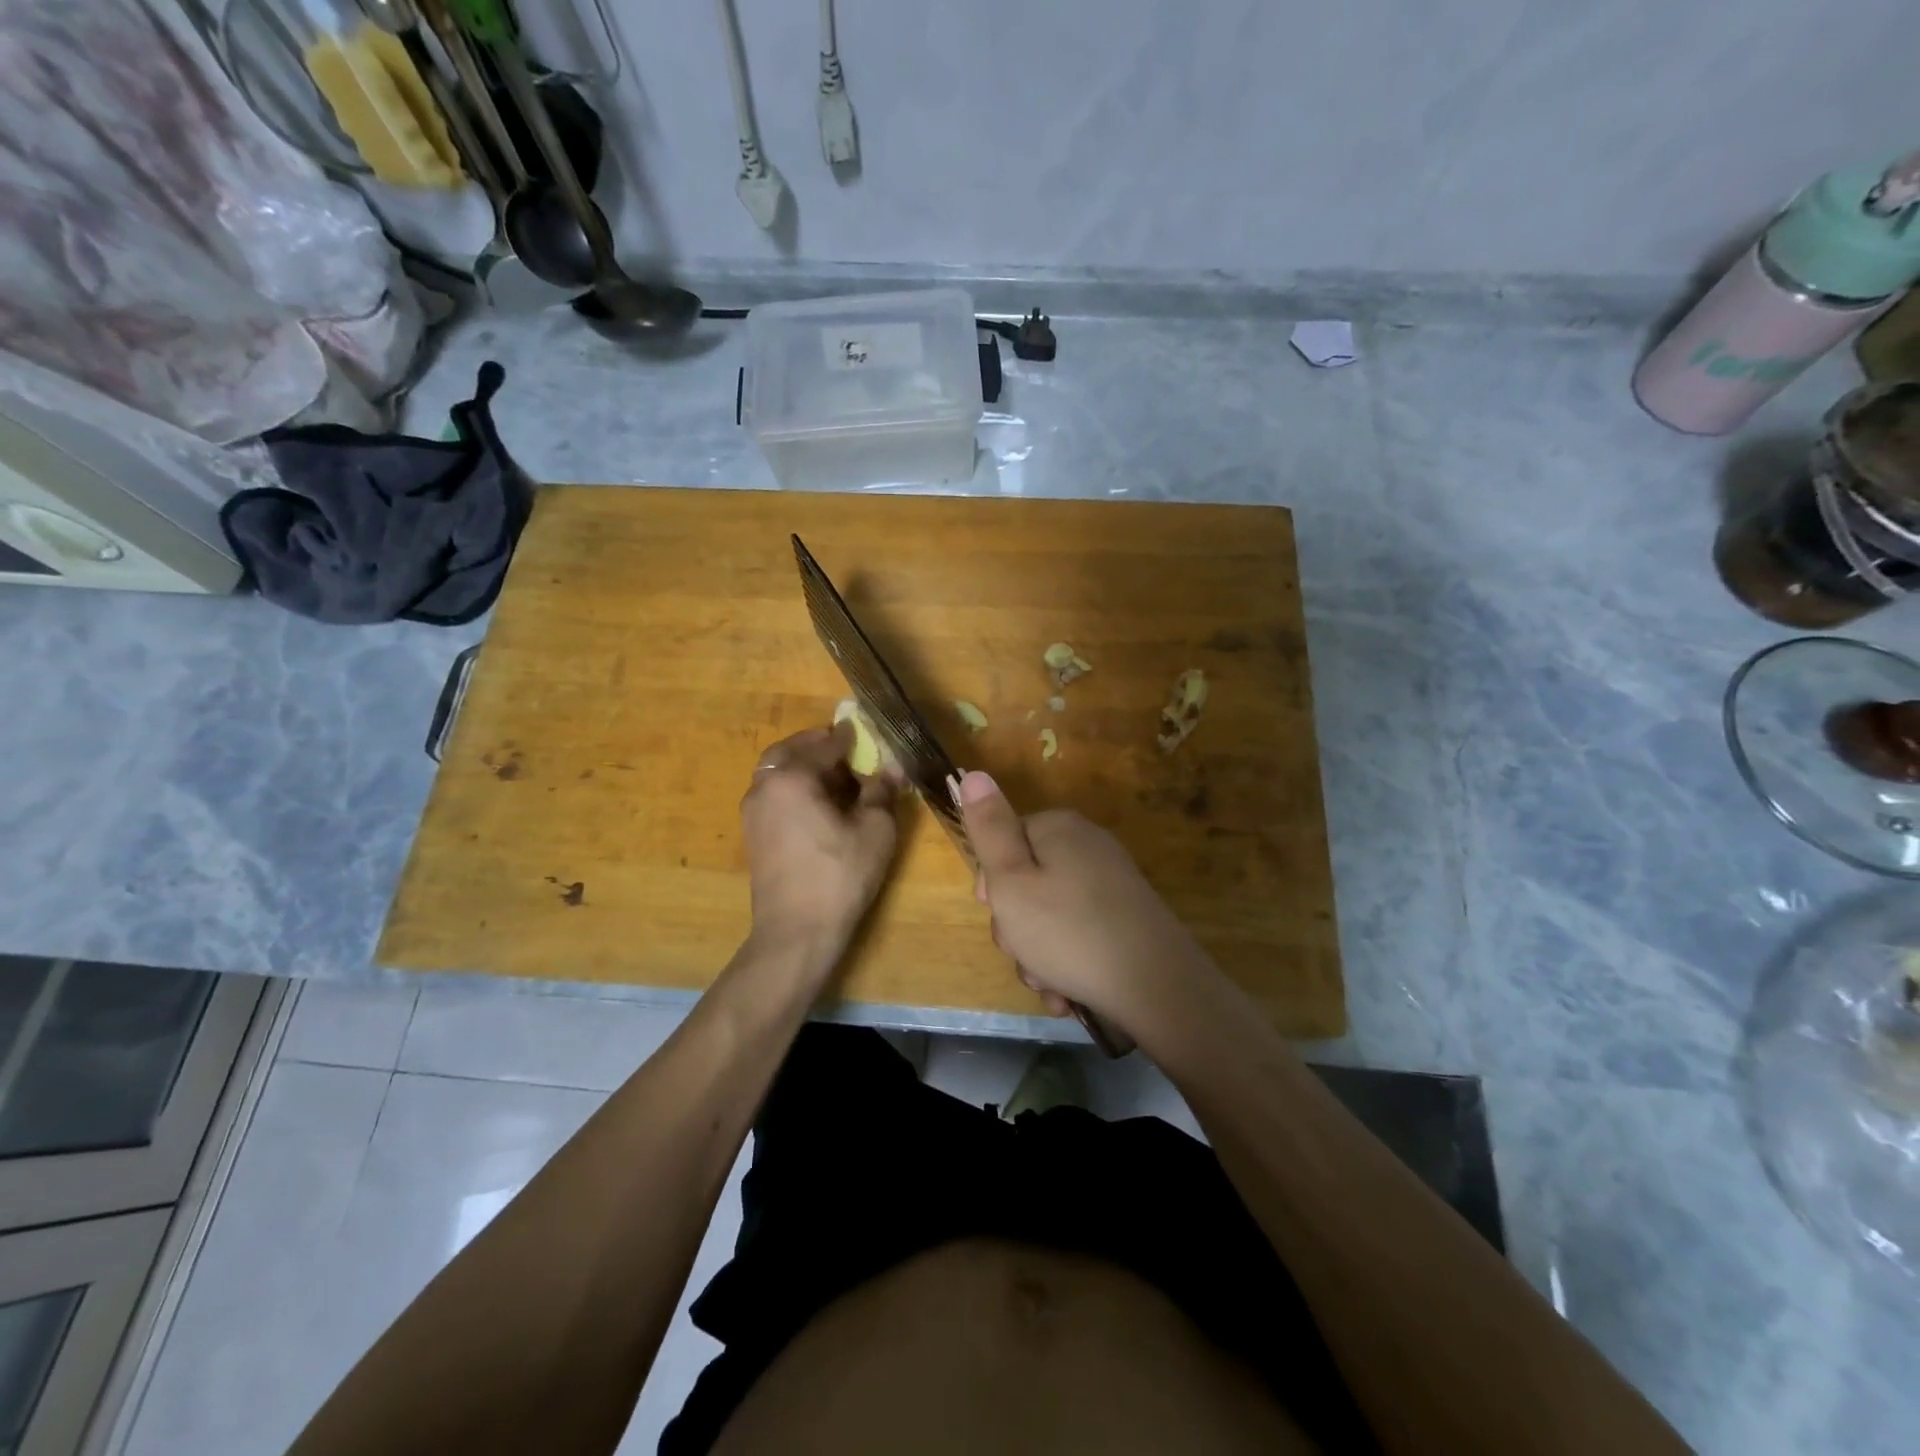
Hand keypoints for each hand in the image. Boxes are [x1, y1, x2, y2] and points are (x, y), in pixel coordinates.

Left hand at [740, 724, 901, 970]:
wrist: (796, 932)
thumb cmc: (840, 875)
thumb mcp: (875, 830)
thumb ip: (882, 791)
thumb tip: (892, 767)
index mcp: (792, 777)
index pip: (826, 744)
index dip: (850, 738)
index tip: (867, 732)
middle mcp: (765, 785)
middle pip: (792, 751)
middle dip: (820, 747)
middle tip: (848, 751)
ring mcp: (753, 810)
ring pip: (779, 772)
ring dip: (805, 767)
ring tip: (836, 780)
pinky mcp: (753, 833)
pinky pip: (774, 794)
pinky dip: (794, 788)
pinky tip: (819, 806)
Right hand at [956, 770, 1216, 1035]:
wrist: (1158, 987)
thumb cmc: (1068, 932)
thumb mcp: (1011, 881)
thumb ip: (988, 829)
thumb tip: (974, 774)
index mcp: (1058, 828)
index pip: (1004, 843)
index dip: (992, 884)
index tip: (996, 913)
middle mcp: (1087, 846)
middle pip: (1027, 882)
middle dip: (1016, 926)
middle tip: (1023, 953)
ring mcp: (1110, 883)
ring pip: (1049, 916)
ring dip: (1038, 954)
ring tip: (1049, 983)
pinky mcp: (1126, 917)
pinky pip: (1078, 934)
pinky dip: (1067, 962)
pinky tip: (1068, 993)